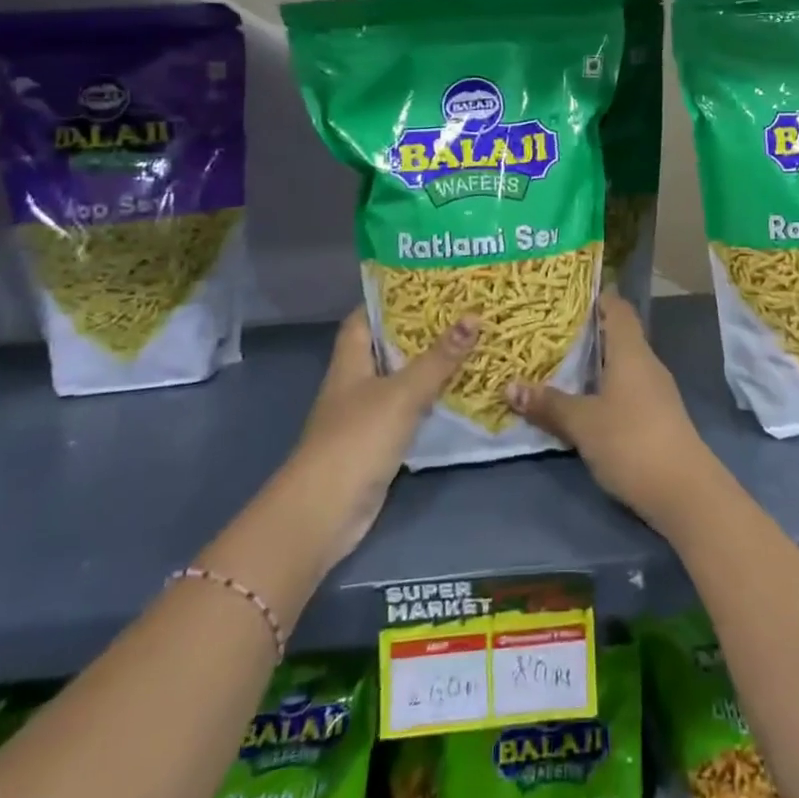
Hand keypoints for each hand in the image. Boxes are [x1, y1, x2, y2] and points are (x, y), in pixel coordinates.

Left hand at [282, 309, 477, 572]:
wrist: (324, 511)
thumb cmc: (357, 439)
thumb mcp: (403, 393)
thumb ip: (439, 358)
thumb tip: (474, 316)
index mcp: (351, 362)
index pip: (364, 318)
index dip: (390, 300)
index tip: (426, 285)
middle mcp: (354, 384)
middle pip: (387, 348)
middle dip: (420, 332)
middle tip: (461, 313)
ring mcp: (364, 416)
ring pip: (400, 381)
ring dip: (428, 368)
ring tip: (468, 347)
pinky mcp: (377, 445)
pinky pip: (407, 413)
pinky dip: (428, 403)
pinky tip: (457, 396)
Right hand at [505, 292, 718, 533]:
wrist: (684, 491)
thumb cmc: (631, 441)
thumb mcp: (583, 423)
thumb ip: (549, 404)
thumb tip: (510, 387)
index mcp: (632, 352)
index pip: (618, 309)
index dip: (598, 298)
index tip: (569, 295)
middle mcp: (647, 364)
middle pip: (618, 336)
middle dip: (587, 333)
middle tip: (549, 332)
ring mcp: (656, 392)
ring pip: (622, 366)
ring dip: (594, 365)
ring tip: (558, 366)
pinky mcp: (657, 417)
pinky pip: (626, 390)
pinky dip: (604, 389)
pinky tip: (583, 403)